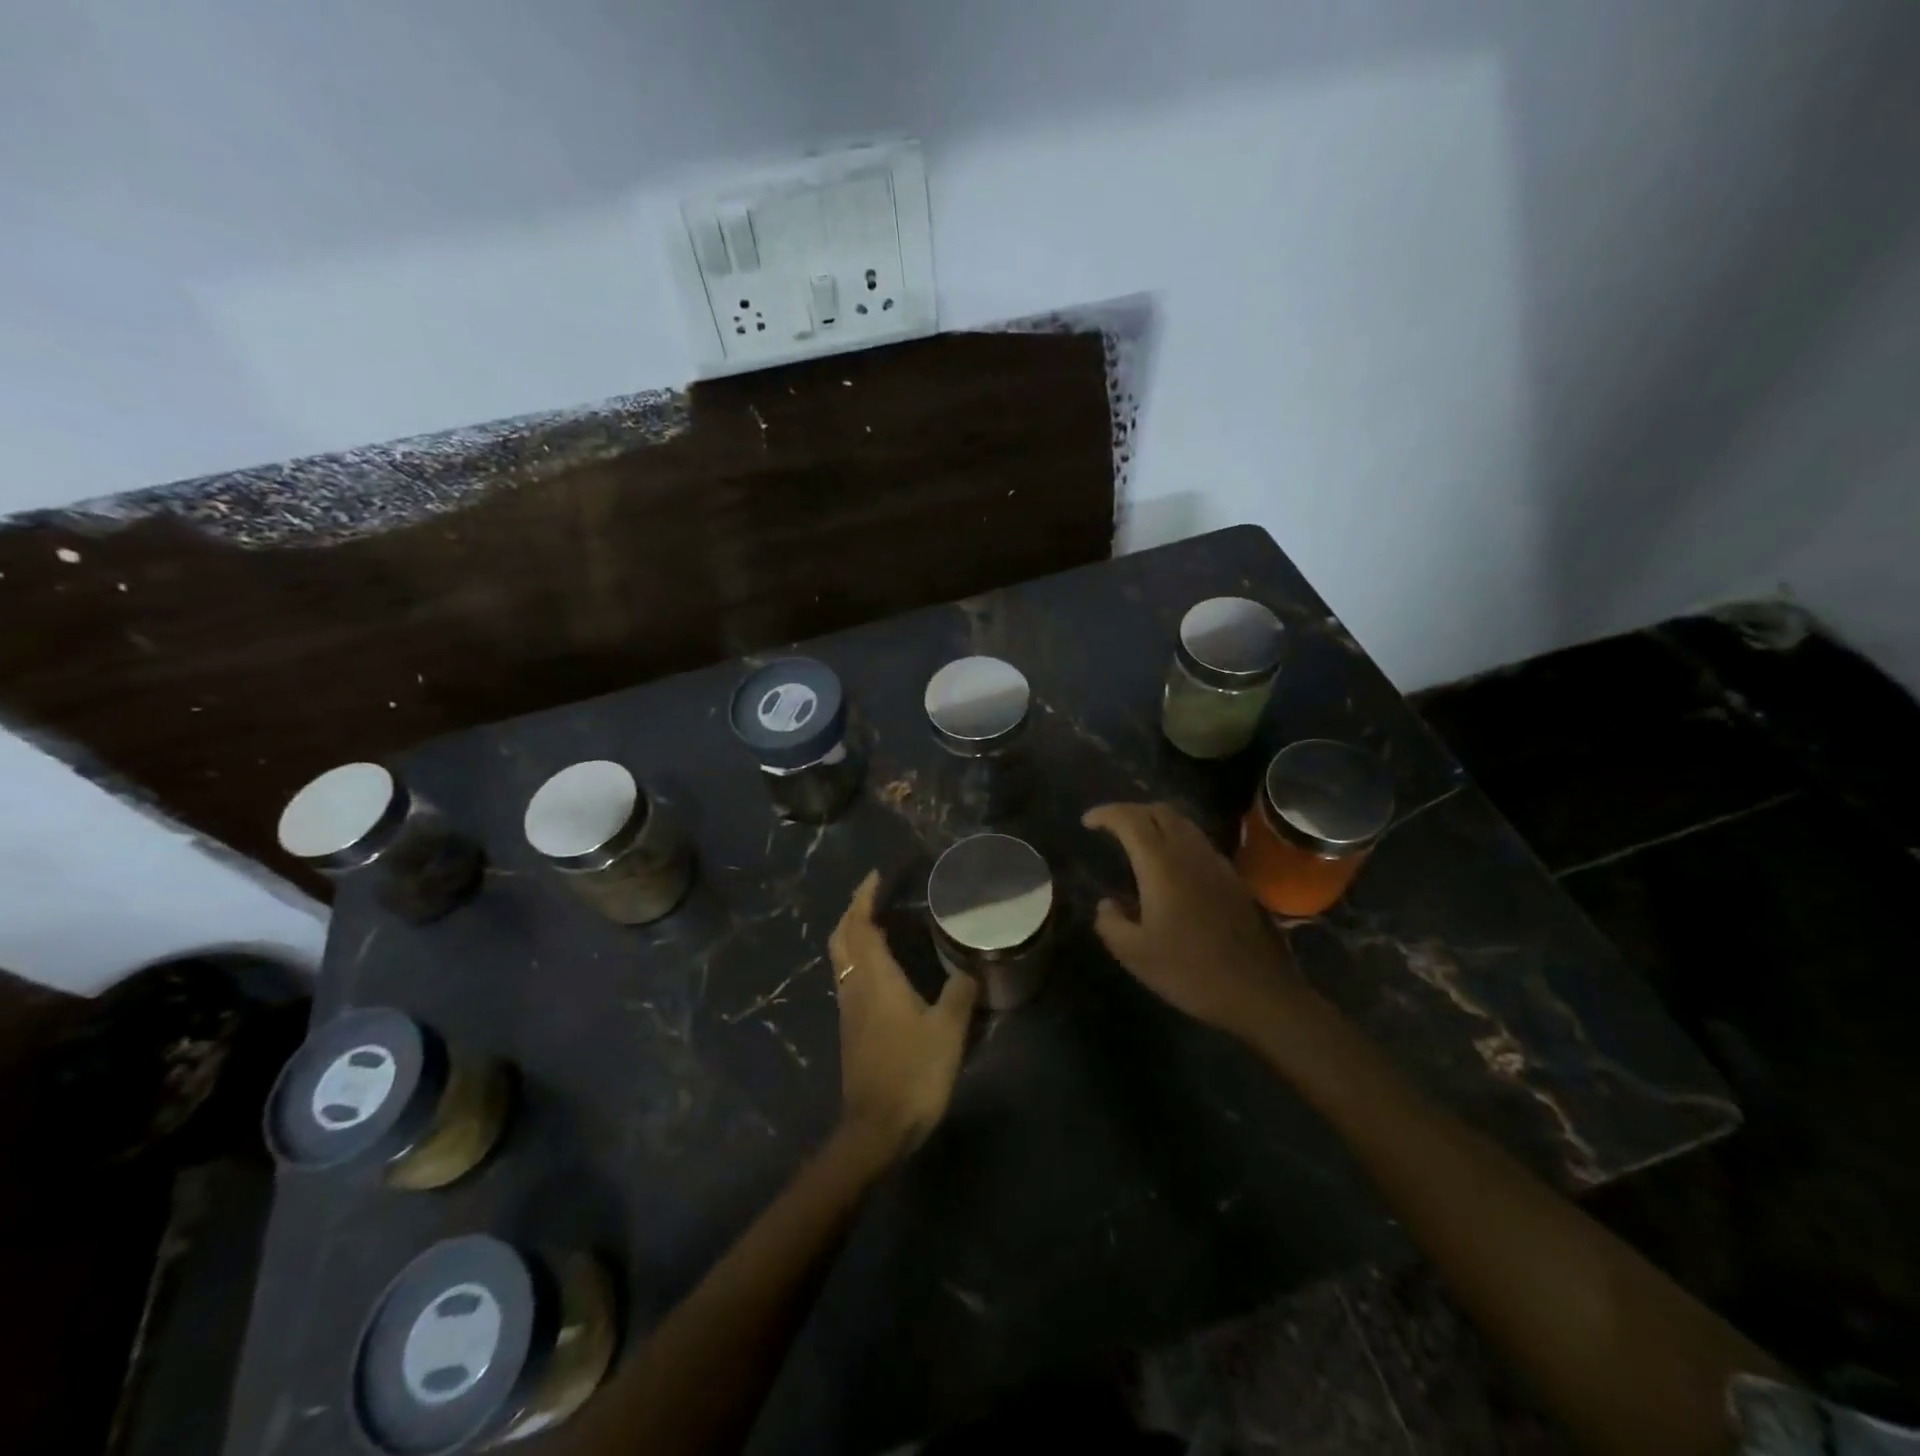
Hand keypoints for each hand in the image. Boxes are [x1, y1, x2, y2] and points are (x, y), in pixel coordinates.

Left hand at [828, 871, 978, 1158]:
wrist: (876, 1129)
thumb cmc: (912, 1072)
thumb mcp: (948, 1031)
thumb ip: (961, 993)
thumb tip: (971, 968)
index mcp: (875, 977)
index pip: (860, 925)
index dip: (864, 897)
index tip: (877, 876)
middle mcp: (855, 986)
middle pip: (841, 937)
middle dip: (852, 910)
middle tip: (874, 894)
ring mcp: (848, 1008)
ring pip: (841, 957)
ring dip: (852, 933)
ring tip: (878, 922)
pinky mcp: (851, 1029)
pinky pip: (848, 976)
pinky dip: (858, 957)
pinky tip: (882, 966)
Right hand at [1083, 802, 1301, 1036]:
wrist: (1258, 992)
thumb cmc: (1190, 971)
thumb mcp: (1135, 954)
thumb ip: (1110, 923)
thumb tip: (1107, 905)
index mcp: (1161, 865)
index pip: (1130, 820)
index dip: (1106, 814)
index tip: (1087, 821)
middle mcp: (1190, 853)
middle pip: (1160, 811)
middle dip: (1131, 811)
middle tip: (1111, 827)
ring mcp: (1217, 864)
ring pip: (1183, 824)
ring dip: (1156, 822)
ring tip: (1138, 841)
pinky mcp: (1234, 879)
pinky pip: (1199, 843)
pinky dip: (1177, 840)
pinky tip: (1171, 867)